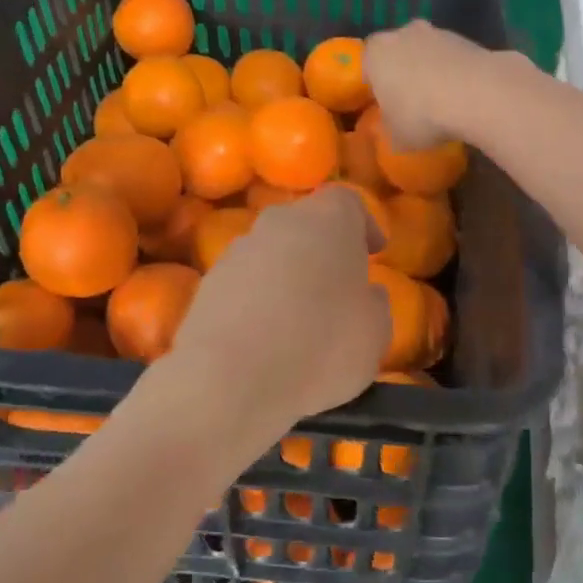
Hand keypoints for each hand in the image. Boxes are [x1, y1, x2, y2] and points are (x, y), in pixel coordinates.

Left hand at [165, 188, 389, 449]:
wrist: (228, 381)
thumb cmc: (321, 346)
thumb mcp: (375, 332)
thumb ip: (375, 303)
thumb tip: (366, 294)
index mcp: (327, 219)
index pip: (348, 201)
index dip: (364, 224)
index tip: (375, 253)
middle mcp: (279, 222)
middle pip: (307, 224)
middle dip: (324, 250)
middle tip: (339, 287)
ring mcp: (236, 250)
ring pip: (272, 253)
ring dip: (288, 276)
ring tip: (301, 320)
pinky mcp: (207, 284)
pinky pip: (245, 284)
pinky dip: (258, 302)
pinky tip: (267, 340)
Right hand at [363, 20, 498, 149]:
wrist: (476, 94)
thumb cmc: (421, 115)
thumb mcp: (396, 137)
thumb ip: (389, 129)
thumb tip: (393, 127)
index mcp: (375, 52)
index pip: (368, 65)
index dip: (376, 85)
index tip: (386, 105)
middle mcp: (403, 33)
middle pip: (399, 52)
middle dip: (405, 72)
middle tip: (413, 102)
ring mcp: (438, 32)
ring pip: (428, 52)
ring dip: (433, 71)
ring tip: (443, 102)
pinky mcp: (468, 39)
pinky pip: (454, 59)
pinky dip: (456, 73)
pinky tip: (464, 97)